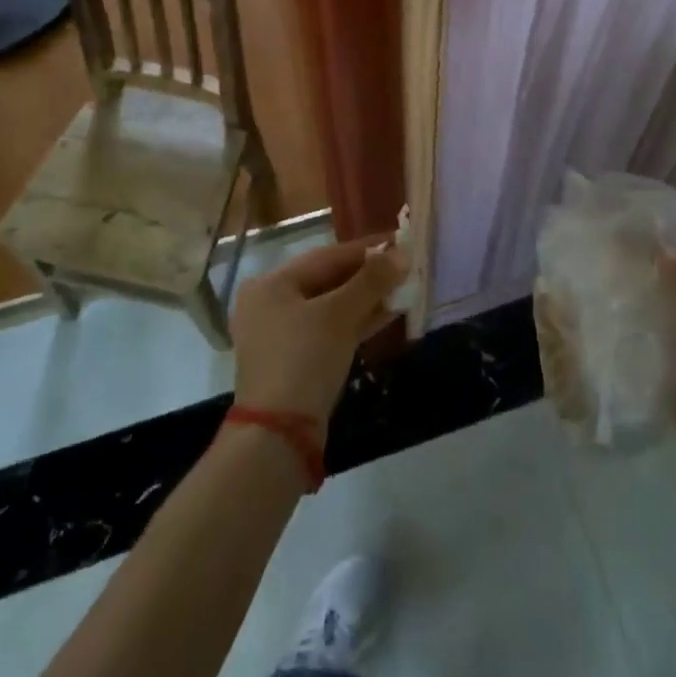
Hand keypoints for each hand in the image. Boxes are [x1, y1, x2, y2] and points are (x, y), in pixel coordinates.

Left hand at [230, 238, 407, 433]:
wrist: (279, 435)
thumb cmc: (304, 358)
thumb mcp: (340, 314)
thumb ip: (372, 280)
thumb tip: (402, 254)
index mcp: (271, 283)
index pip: (326, 256)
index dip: (366, 248)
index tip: (400, 241)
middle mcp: (270, 303)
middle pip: (327, 280)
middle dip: (368, 275)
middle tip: (405, 268)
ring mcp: (280, 334)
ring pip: (330, 306)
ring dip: (366, 299)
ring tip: (403, 290)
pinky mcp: (294, 361)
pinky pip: (329, 329)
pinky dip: (356, 321)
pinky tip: (387, 315)